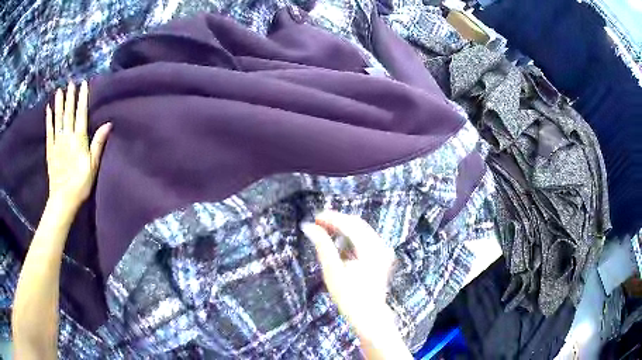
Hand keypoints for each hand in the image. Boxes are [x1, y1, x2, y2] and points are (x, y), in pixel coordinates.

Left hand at [46, 81, 110, 207]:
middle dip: (70, 97)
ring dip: (59, 104)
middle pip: (68, 113)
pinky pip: (49, 131)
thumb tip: (108, 124)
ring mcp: (57, 143)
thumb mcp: (93, 166)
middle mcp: (67, 137)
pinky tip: (48, 110)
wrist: (63, 199)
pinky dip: (49, 119)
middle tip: (70, 82)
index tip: (83, 84)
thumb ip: (98, 144)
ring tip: (59, 90)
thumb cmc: (80, 184)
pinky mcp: (50, 150)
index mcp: (78, 140)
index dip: (82, 98)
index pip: (81, 114)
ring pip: (58, 119)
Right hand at [301, 211, 396, 336]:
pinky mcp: (382, 257)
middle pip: (358, 224)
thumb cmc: (349, 297)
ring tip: (325, 231)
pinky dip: (351, 237)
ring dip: (344, 228)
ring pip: (362, 230)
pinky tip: (339, 242)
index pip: (350, 225)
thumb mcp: (332, 271)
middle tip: (318, 223)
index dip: (332, 218)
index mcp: (371, 249)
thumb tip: (309, 226)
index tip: (315, 217)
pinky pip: (365, 239)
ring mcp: (383, 251)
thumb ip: (322, 246)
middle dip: (338, 221)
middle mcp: (381, 246)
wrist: (368, 316)